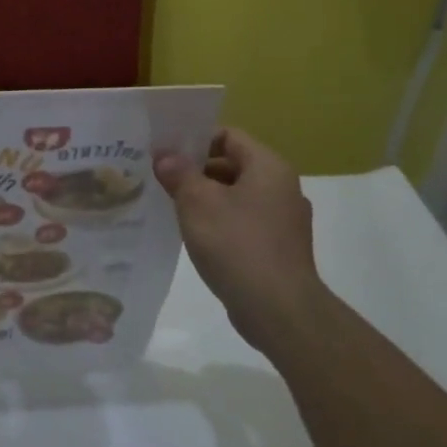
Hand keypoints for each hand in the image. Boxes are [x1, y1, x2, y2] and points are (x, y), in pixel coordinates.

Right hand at [154, 128, 323, 356]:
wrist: (279, 310)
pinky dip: (221, 224)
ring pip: (237, 197)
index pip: (228, 136)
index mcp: (268, 167)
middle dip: (197, 171)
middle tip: (162, 180)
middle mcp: (282, 188)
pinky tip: (197, 238)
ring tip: (173, 209)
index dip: (195, 140)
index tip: (166, 153)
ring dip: (206, 199)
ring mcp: (284, 221)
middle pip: (233, 165)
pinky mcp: (279, 249)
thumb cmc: (237, 244)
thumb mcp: (197, 202)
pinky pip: (245, 223)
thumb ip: (179, 173)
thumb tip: (165, 156)